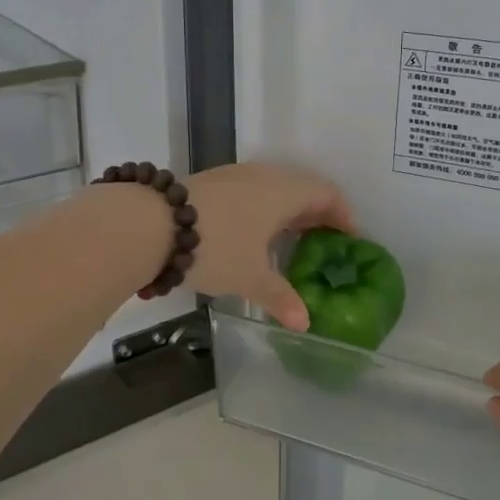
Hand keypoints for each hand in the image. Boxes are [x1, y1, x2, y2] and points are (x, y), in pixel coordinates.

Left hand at [185, 163, 354, 331]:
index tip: (349, 237)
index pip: (326, 193)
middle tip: (324, 241)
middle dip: (316, 213)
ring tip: (290, 238)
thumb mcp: (250, 276)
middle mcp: (264, 176)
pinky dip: (264, 208)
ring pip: (274, 187)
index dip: (342, 214)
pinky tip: (253, 232)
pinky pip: (252, 190)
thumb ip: (280, 297)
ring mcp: (235, 175)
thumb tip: (304, 323)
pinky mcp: (212, 182)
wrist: (149, 224)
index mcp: (284, 192)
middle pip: (302, 187)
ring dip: (288, 209)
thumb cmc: (216, 247)